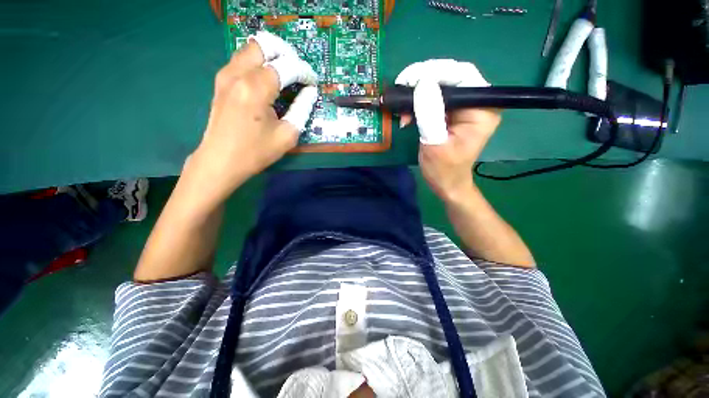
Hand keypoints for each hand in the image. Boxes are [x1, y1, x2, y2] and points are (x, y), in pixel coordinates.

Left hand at [188, 31, 318, 200]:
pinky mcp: (221, 82)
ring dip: (271, 55)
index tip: (313, 83)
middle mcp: (238, 74)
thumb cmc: (256, 152)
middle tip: (298, 71)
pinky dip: (258, 62)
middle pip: (265, 45)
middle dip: (286, 53)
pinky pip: (242, 60)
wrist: (221, 161)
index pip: (286, 66)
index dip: (304, 72)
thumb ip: (302, 109)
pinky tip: (268, 78)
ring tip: (286, 72)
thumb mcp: (287, 135)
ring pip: (251, 48)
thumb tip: (310, 92)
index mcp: (256, 88)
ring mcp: (226, 75)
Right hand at [395, 59, 500, 201]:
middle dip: (423, 81)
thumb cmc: (443, 170)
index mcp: (482, 109)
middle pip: (451, 77)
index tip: (408, 79)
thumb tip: (422, 82)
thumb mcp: (435, 143)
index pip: (462, 75)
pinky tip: (408, 114)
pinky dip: (418, 103)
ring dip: (418, 93)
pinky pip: (435, 98)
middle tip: (401, 89)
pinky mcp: (454, 113)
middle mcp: (478, 102)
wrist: (447, 184)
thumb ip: (430, 113)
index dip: (434, 71)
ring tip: (402, 108)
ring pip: (441, 86)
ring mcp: (465, 107)